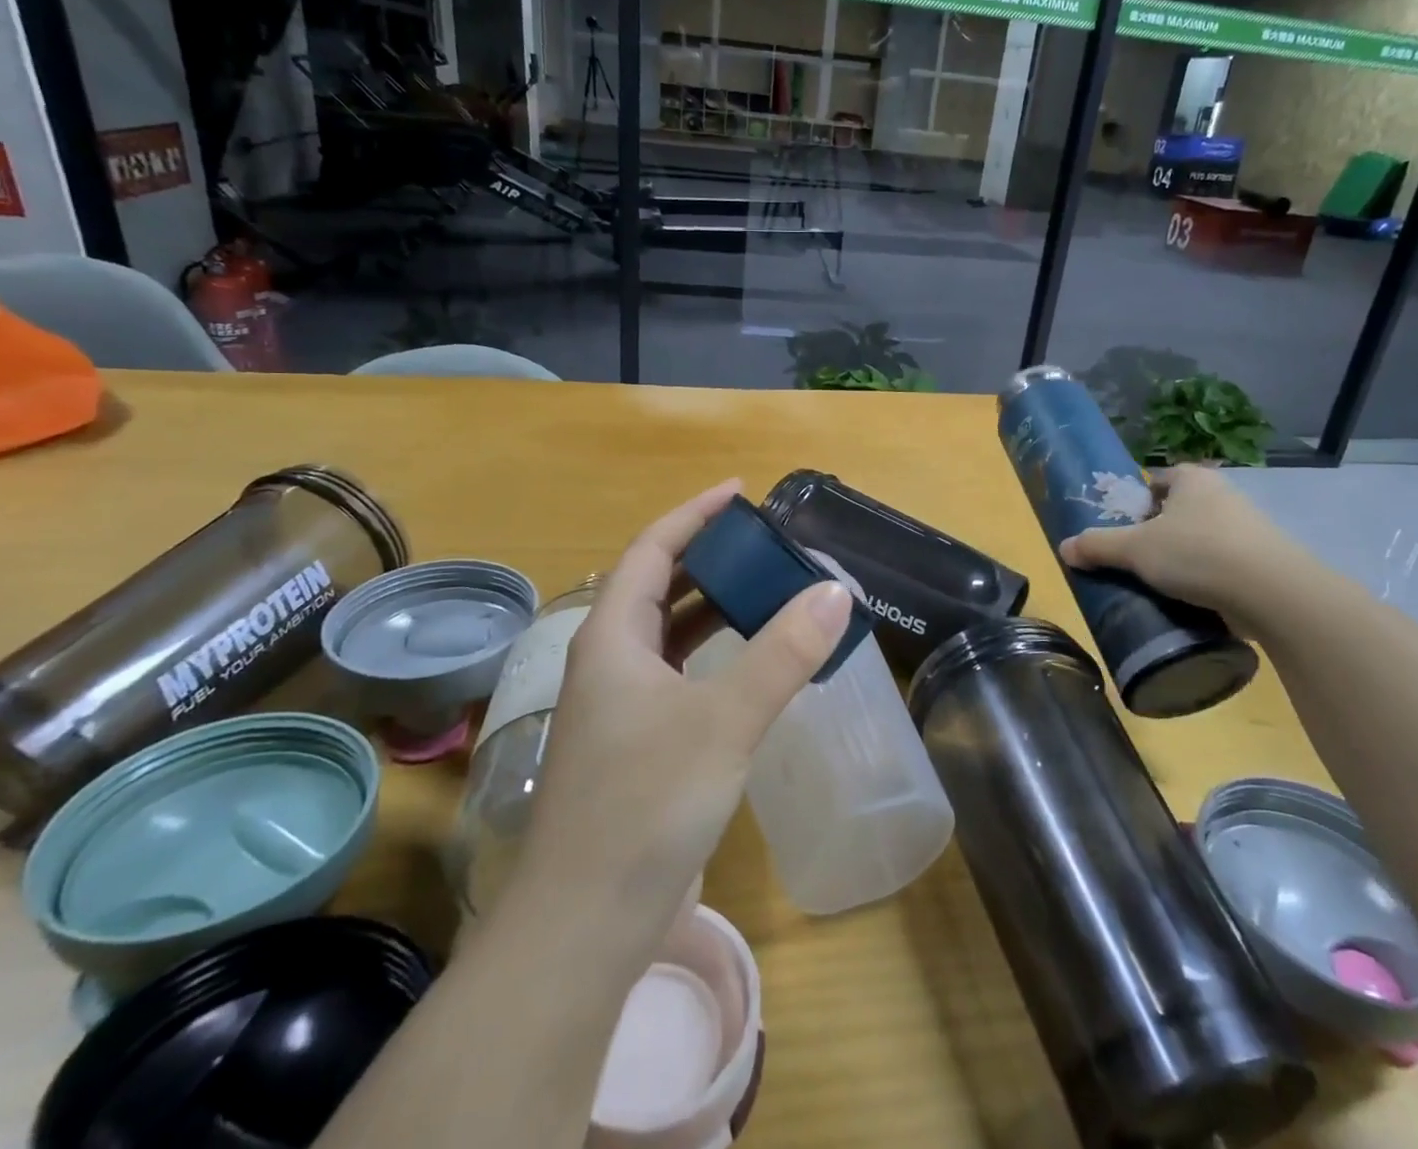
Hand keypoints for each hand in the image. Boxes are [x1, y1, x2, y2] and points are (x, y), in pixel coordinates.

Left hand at [511, 480, 852, 952]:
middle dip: (709, 558)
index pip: (652, 550)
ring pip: (667, 633)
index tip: (739, 493)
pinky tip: (745, 663)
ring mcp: (617, 704)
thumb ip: (782, 654)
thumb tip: (833, 590)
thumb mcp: (723, 721)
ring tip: (765, 590)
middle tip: (765, 545)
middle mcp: (608, 660)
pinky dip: (710, 655)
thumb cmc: (645, 805)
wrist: (584, 924)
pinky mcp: (634, 742)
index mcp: (612, 637)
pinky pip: (675, 674)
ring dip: (711, 607)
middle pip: (658, 586)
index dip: (694, 515)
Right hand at [1058, 463, 1305, 615]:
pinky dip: (1209, 579)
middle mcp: (1224, 495)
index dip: (1140, 499)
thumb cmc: (1196, 553)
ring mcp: (1250, 529)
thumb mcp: (1134, 549)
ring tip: (1163, 584)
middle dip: (1160, 532)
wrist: (1273, 593)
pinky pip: (1226, 565)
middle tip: (1137, 558)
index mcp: (1193, 480)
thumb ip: (1097, 546)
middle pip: (1181, 510)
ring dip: (1185, 558)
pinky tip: (1193, 600)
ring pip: (1204, 539)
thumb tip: (1063, 549)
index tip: (1126, 526)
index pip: (1160, 479)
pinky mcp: (1265, 562)